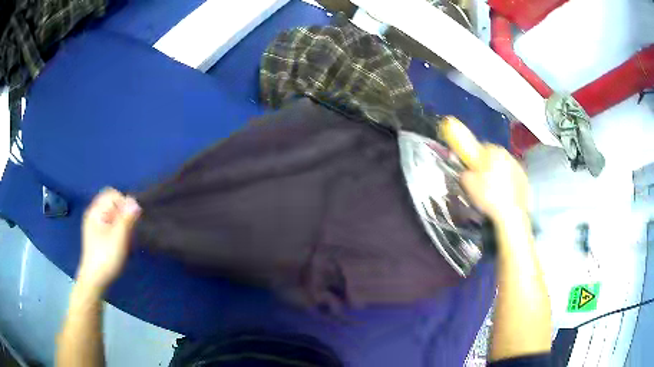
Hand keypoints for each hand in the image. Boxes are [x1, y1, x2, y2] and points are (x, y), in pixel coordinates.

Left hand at [77, 188, 140, 291]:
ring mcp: (94, 224)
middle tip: (127, 231)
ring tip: (124, 238)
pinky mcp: (97, 235)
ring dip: (121, 222)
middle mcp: (93, 214)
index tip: (129, 221)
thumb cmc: (105, 258)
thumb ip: (126, 218)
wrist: (94, 280)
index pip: (112, 194)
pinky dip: (116, 228)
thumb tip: (135, 201)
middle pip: (112, 202)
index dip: (123, 203)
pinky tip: (119, 242)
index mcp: (95, 211)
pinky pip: (109, 222)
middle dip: (122, 213)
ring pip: (111, 213)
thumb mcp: (118, 238)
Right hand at [460, 144, 528, 223]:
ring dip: (499, 174)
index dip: (476, 157)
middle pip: (495, 156)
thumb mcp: (468, 184)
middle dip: (488, 165)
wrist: (511, 213)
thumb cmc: (489, 195)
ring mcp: (519, 167)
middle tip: (482, 181)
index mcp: (494, 151)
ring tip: (494, 190)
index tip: (472, 169)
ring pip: (505, 167)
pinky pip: (513, 178)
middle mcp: (508, 155)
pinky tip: (504, 196)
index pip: (482, 147)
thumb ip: (465, 172)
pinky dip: (508, 183)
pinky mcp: (525, 180)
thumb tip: (467, 171)